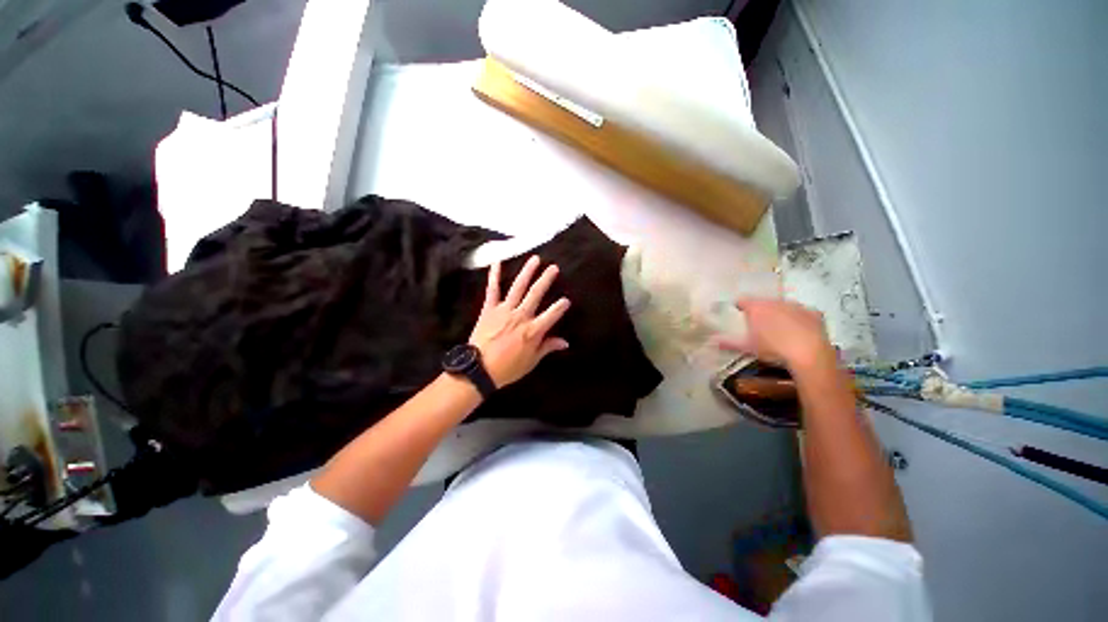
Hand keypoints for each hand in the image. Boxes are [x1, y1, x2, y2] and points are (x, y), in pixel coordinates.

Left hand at [469, 256, 570, 387]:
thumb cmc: (508, 368)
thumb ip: (548, 347)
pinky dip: (494, 275)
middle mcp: (521, 316)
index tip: (566, 300)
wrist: (479, 369)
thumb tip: (565, 342)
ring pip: (518, 287)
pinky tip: (498, 261)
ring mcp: (504, 310)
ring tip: (535, 259)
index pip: (552, 314)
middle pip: (536, 294)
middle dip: (546, 280)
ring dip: (527, 272)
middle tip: (554, 268)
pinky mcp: (489, 309)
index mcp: (533, 331)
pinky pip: (493, 289)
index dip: (561, 306)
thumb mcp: (532, 361)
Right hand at [717, 298, 836, 371]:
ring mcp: (796, 306)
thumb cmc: (773, 349)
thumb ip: (729, 342)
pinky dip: (799, 318)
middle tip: (758, 324)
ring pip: (783, 306)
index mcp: (756, 307)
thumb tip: (712, 341)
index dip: (739, 307)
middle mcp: (775, 302)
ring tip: (779, 328)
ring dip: (779, 313)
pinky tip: (799, 330)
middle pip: (763, 302)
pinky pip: (802, 313)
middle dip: (760, 310)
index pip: (742, 301)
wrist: (809, 354)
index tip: (738, 314)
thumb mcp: (748, 348)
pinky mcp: (814, 313)